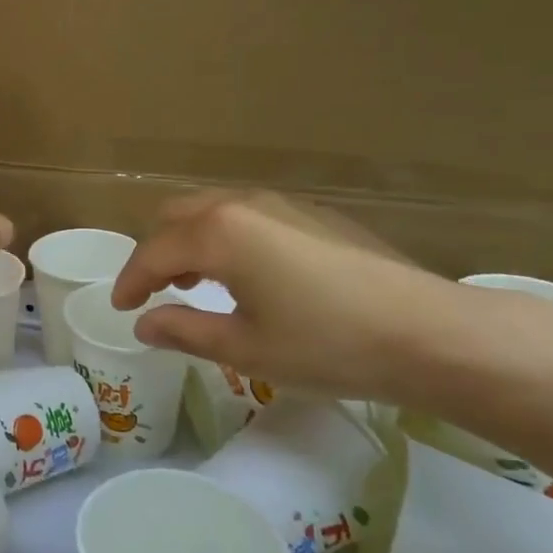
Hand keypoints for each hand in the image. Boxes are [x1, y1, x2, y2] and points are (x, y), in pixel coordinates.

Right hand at [110, 191, 469, 402]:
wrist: (431, 334)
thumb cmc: (327, 344)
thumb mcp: (245, 348)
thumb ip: (184, 331)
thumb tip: (144, 324)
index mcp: (218, 233)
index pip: (153, 252)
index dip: (130, 282)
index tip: (122, 308)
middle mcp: (244, 205)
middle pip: (177, 215)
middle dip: (157, 252)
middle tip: (156, 292)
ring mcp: (284, 205)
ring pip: (214, 211)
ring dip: (192, 242)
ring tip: (197, 284)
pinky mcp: (316, 215)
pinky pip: (250, 216)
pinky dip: (228, 238)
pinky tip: (250, 276)